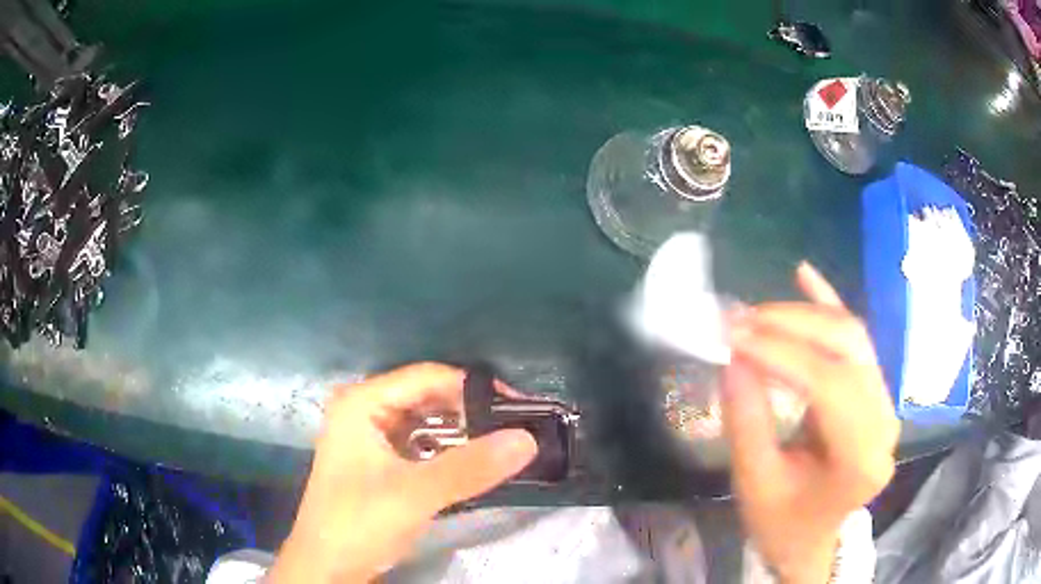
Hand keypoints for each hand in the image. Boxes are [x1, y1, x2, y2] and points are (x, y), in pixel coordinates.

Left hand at [268, 363, 537, 582]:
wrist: (327, 567)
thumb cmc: (358, 524)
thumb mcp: (414, 495)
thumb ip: (470, 467)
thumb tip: (528, 439)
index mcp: (362, 403)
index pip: (427, 378)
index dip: (474, 387)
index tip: (519, 406)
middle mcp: (365, 410)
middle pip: (428, 398)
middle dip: (472, 412)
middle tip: (519, 426)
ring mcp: (372, 437)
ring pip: (427, 422)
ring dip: (464, 433)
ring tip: (507, 443)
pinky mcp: (381, 461)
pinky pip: (422, 445)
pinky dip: (449, 452)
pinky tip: (477, 463)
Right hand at [721, 263, 898, 583]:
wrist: (812, 539)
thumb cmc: (782, 522)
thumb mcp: (756, 483)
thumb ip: (747, 422)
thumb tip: (734, 357)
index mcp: (860, 458)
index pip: (829, 385)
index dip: (782, 352)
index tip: (733, 334)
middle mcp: (884, 421)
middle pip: (847, 349)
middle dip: (791, 325)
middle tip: (740, 320)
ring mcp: (884, 403)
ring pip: (852, 337)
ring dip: (804, 316)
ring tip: (758, 314)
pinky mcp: (875, 392)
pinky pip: (855, 340)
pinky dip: (829, 305)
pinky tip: (806, 275)